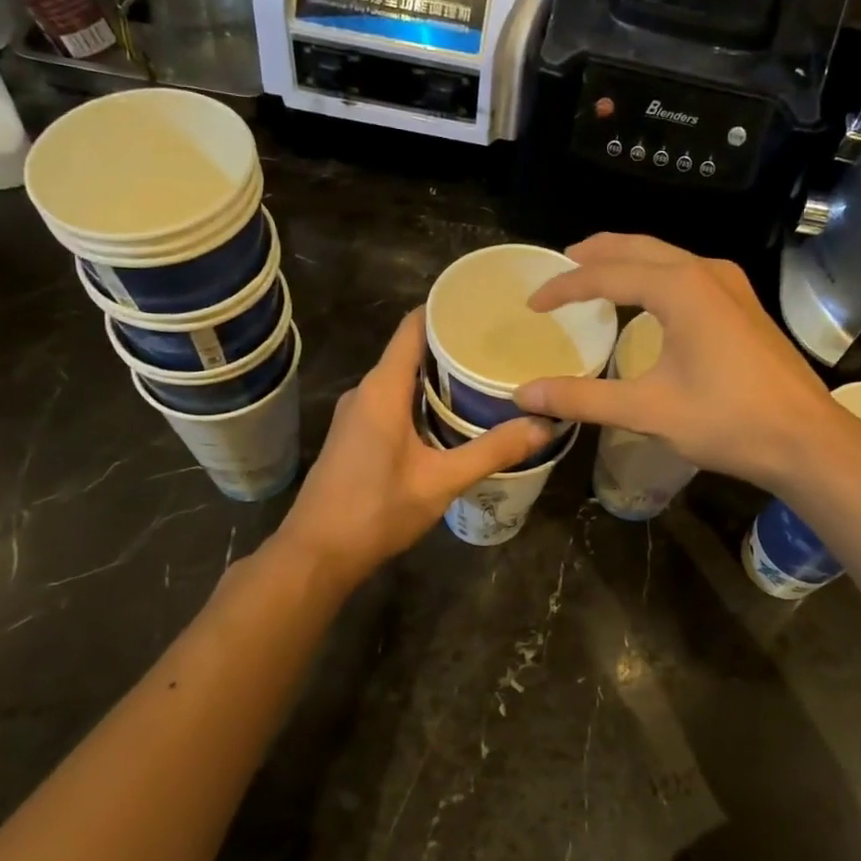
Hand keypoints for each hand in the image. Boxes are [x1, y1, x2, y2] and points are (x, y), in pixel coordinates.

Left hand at [277, 308, 552, 584]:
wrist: (316, 554)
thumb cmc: (375, 510)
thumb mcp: (441, 481)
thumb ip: (492, 451)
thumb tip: (544, 425)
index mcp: (382, 389)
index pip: (413, 327)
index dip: (446, 310)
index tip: (487, 306)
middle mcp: (366, 392)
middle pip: (411, 351)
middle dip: (454, 346)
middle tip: (502, 346)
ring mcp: (357, 414)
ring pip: (403, 379)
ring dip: (440, 377)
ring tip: (486, 377)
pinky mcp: (356, 436)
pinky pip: (394, 402)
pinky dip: (424, 400)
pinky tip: (454, 416)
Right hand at [515, 234, 857, 493]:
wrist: (807, 439)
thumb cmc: (728, 421)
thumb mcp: (647, 410)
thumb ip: (583, 398)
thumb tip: (525, 395)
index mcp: (679, 287)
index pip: (605, 274)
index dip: (564, 287)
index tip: (533, 304)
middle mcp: (705, 272)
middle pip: (637, 248)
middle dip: (595, 254)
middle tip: (560, 264)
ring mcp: (731, 285)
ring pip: (666, 257)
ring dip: (627, 261)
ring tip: (595, 274)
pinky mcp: (744, 304)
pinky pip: (687, 273)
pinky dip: (654, 276)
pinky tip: (647, 299)